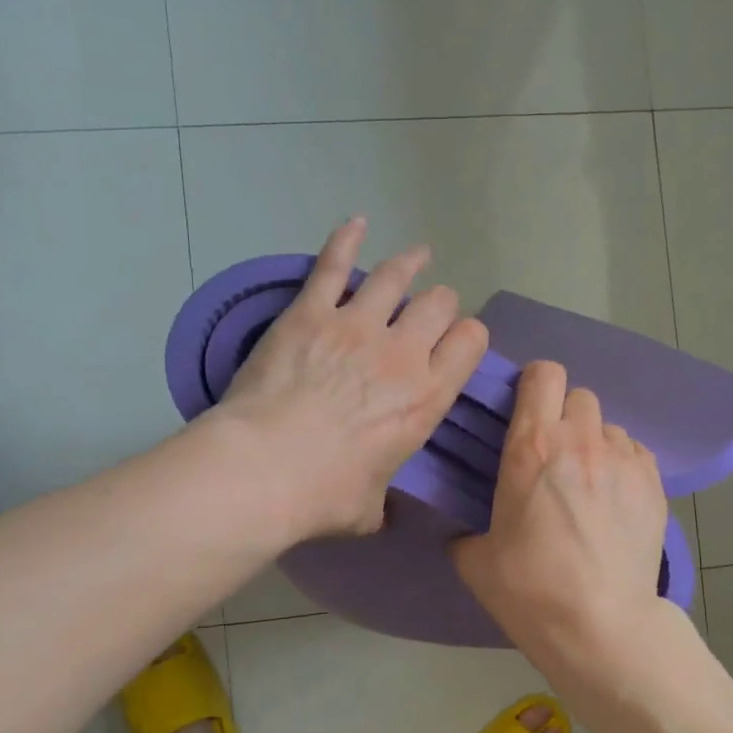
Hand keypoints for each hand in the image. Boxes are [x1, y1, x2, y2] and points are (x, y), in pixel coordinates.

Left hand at [214, 218, 488, 540]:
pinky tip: (356, 222)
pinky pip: (333, 265)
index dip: (467, 337)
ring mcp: (356, 325)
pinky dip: (345, 240)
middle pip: (439, 304)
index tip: (457, 343)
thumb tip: (381, 509)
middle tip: (429, 311)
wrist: (263, 469)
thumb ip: (383, 499)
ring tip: (417, 256)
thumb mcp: (370, 509)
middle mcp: (402, 352)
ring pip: (396, 276)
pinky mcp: (309, 312)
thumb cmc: (323, 496)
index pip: (469, 343)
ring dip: (410, 264)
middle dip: (439, 304)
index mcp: (426, 398)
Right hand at [454, 360, 670, 662]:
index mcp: (531, 448)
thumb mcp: (475, 561)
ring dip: (594, 444)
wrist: (600, 626)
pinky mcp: (655, 484)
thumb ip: (467, 530)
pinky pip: (635, 454)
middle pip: (579, 396)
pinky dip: (621, 466)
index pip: (543, 375)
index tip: (525, 411)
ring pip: (609, 427)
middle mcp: (581, 441)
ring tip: (587, 483)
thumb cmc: (529, 590)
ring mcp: (624, 461)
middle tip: (553, 455)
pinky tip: (614, 501)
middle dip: (564, 416)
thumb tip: (468, 531)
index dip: (533, 386)